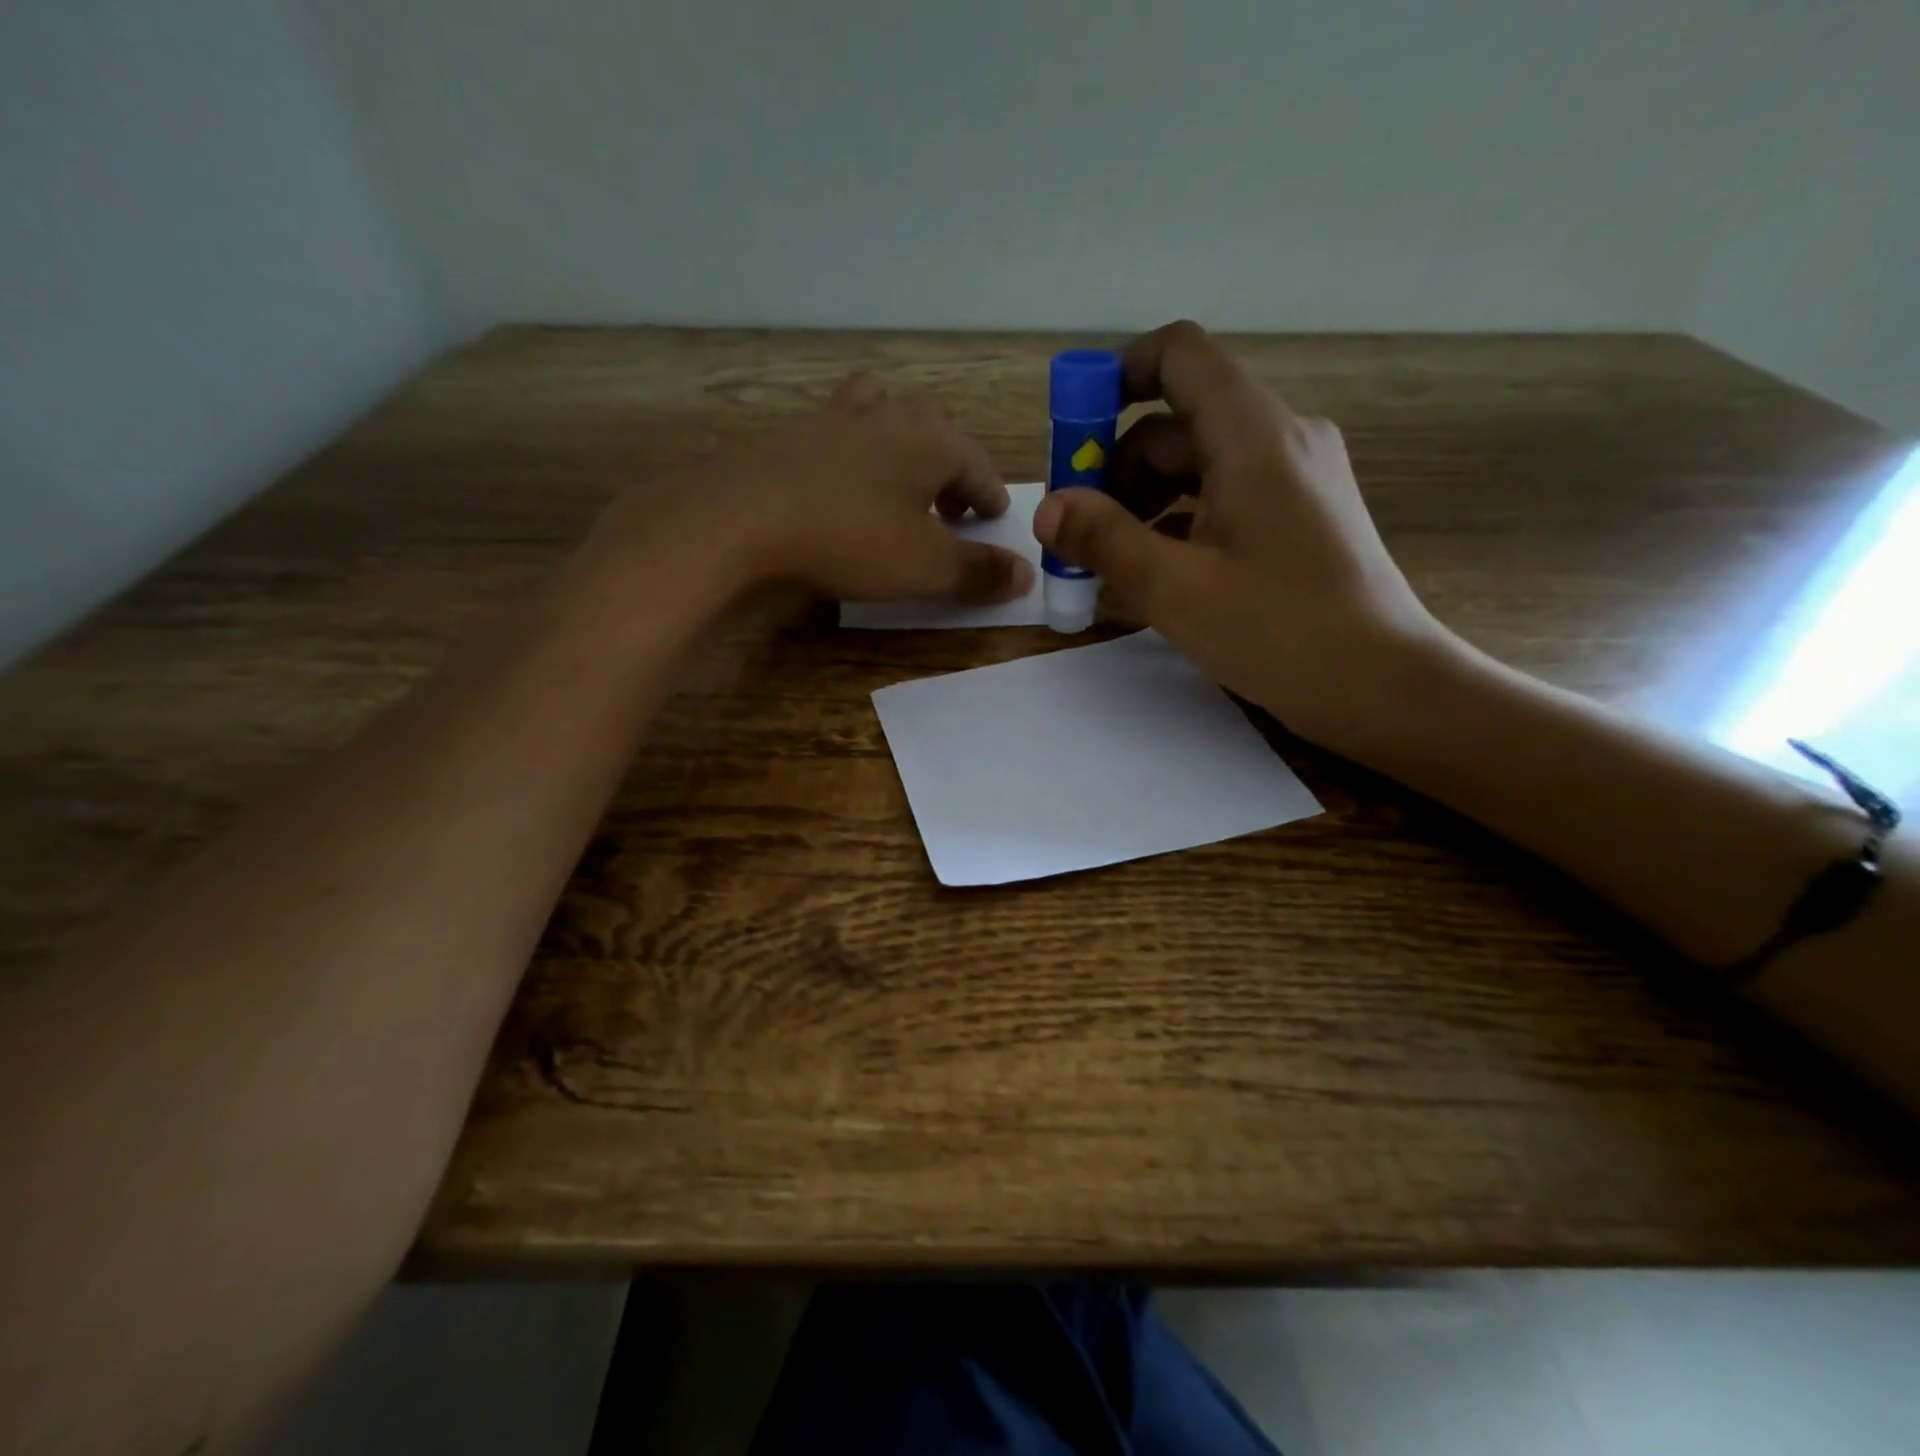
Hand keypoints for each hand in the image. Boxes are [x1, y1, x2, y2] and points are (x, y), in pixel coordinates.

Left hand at [585, 374, 1033, 607]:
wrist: (740, 518)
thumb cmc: (850, 539)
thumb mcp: (925, 567)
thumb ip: (979, 571)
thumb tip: (1025, 575)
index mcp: (930, 440)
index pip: (978, 465)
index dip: (991, 498)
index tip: (994, 520)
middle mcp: (887, 416)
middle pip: (933, 430)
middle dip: (948, 467)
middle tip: (948, 508)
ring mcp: (832, 419)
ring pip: (880, 415)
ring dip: (898, 447)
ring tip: (895, 485)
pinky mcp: (788, 435)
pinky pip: (834, 436)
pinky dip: (849, 457)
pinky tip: (836, 489)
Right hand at [1032, 320, 1446, 750]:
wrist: (1381, 685)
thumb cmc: (1281, 631)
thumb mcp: (1177, 589)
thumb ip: (1105, 541)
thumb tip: (1046, 509)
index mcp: (1254, 435)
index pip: (1179, 356)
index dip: (1117, 377)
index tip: (1073, 433)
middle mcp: (1279, 439)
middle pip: (1176, 423)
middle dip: (1115, 469)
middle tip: (1077, 532)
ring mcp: (1293, 480)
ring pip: (1196, 466)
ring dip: (1142, 503)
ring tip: (1108, 564)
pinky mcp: (1297, 517)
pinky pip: (1221, 498)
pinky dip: (1178, 524)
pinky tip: (1153, 574)